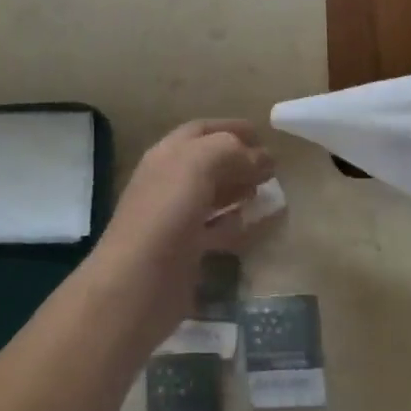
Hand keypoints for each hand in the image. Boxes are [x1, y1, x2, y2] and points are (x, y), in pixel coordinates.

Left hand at [93, 120, 273, 333]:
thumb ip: (231, 150)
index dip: (231, 128)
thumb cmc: (167, 212)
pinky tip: (257, 223)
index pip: (202, 131)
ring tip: (269, 190)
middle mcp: (170, 182)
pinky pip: (219, 229)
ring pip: (214, 195)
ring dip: (241, 189)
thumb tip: (259, 156)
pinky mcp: (187, 251)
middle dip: (241, 159)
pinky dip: (240, 223)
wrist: (138, 282)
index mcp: (167, 154)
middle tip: (273, 167)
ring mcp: (177, 218)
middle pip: (209, 162)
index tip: (263, 134)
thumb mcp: (199, 163)